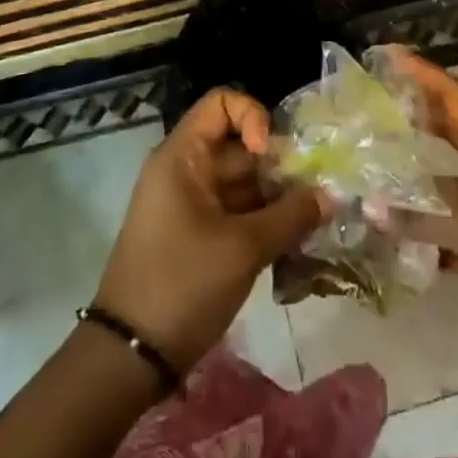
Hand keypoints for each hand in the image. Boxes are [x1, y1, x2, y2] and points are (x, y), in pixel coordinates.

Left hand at [94, 88, 323, 372]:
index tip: (271, 156)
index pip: (222, 103)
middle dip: (279, 166)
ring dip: (277, 197)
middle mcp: (185, 170)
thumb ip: (291, 216)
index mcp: (183, 157)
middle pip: (239, 145)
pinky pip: (236, 211)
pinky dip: (263, 220)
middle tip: (314, 195)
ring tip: (311, 222)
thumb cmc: (182, 285)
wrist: (130, 355)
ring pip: (242, 182)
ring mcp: (190, 203)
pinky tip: (293, 242)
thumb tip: (328, 196)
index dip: (253, 117)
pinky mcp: (197, 234)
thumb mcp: (243, 249)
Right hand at [384, 47, 457, 385]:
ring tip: (370, 155)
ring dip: (412, 168)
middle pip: (452, 129)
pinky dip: (418, 220)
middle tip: (374, 98)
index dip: (426, 75)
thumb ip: (420, 216)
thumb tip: (365, 205)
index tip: (389, 55)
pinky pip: (444, 222)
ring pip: (444, 177)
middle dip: (417, 111)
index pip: (457, 99)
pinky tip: (386, 223)